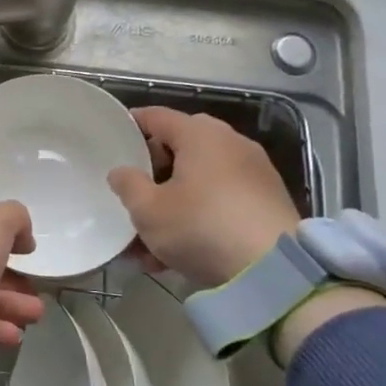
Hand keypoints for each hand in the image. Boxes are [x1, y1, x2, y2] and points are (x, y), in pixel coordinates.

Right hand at [107, 107, 302, 289]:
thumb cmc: (201, 227)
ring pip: (200, 180)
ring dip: (173, 203)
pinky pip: (221, 199)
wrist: (273, 269)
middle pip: (180, 148)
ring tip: (150, 240)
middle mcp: (230, 143)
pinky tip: (179, 252)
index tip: (112, 140)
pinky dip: (199, 216)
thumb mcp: (149, 210)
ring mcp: (253, 171)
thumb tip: (121, 172)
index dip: (131, 126)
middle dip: (153, 173)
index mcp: (199, 134)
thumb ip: (127, 185)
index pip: (157, 116)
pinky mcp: (267, 200)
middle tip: (134, 196)